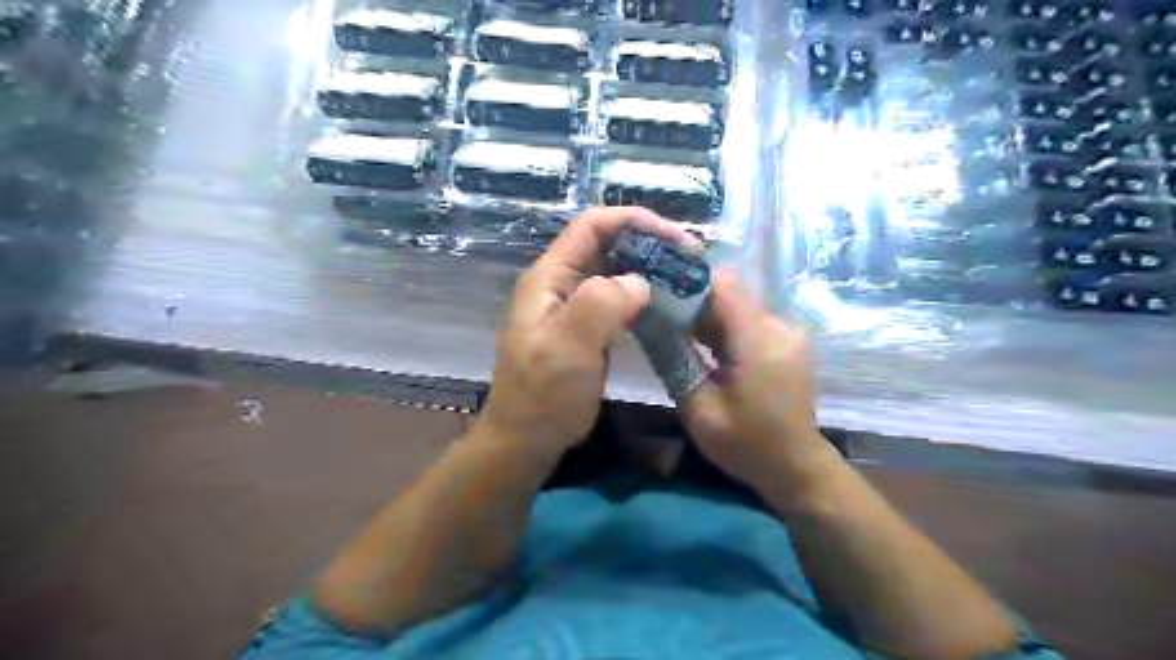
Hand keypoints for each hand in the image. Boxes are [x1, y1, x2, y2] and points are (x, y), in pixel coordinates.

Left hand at [481, 206, 695, 458]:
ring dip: (649, 269)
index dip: (634, 221)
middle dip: (649, 244)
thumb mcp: (568, 347)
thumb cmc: (542, 396)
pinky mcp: (586, 330)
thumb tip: (640, 282)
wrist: (526, 441)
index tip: (676, 238)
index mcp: (549, 278)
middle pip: (606, 245)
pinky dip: (642, 296)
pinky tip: (666, 306)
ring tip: (686, 278)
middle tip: (691, 259)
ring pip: (615, 272)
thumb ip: (601, 304)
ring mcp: (573, 307)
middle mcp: (561, 284)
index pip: (592, 226)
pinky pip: (617, 300)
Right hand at [676, 272, 830, 492]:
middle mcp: (778, 327)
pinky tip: (700, 343)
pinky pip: (748, 321)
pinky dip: (722, 326)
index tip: (657, 287)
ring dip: (706, 314)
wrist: (796, 467)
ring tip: (672, 328)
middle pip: (730, 293)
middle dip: (692, 299)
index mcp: (759, 342)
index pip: (724, 285)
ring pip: (738, 305)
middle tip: (657, 312)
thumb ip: (674, 361)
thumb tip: (648, 323)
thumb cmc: (746, 444)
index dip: (688, 279)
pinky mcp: (785, 342)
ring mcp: (786, 333)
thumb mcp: (698, 408)